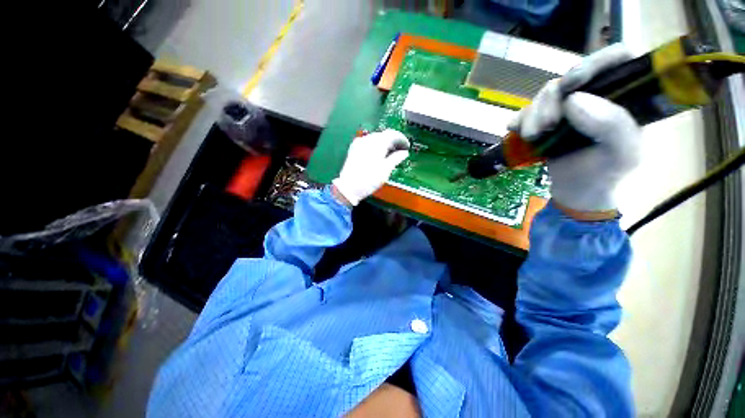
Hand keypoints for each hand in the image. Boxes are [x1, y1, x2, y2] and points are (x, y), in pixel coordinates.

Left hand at [332, 129, 409, 205]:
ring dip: (384, 143)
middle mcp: (368, 139)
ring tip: (390, 154)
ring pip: (375, 138)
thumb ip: (396, 158)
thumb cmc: (370, 179)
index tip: (407, 147)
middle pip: (383, 135)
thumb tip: (404, 153)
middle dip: (393, 141)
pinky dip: (375, 146)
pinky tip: (378, 155)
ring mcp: (359, 143)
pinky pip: (368, 143)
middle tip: (400, 151)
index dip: (402, 139)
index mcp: (377, 142)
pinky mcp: (354, 149)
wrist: (349, 187)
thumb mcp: (386, 169)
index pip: (392, 134)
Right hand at [509, 44, 641, 214]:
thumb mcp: (621, 153)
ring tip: (531, 136)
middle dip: (552, 99)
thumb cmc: (604, 174)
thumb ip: (611, 124)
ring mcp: (569, 108)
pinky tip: (516, 131)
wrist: (575, 192)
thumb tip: (573, 99)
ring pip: (546, 94)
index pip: (617, 60)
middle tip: (545, 125)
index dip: (596, 62)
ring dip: (533, 114)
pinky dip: (520, 120)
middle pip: (570, 77)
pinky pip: (528, 111)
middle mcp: (596, 96)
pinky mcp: (546, 119)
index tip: (573, 83)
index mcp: (625, 97)